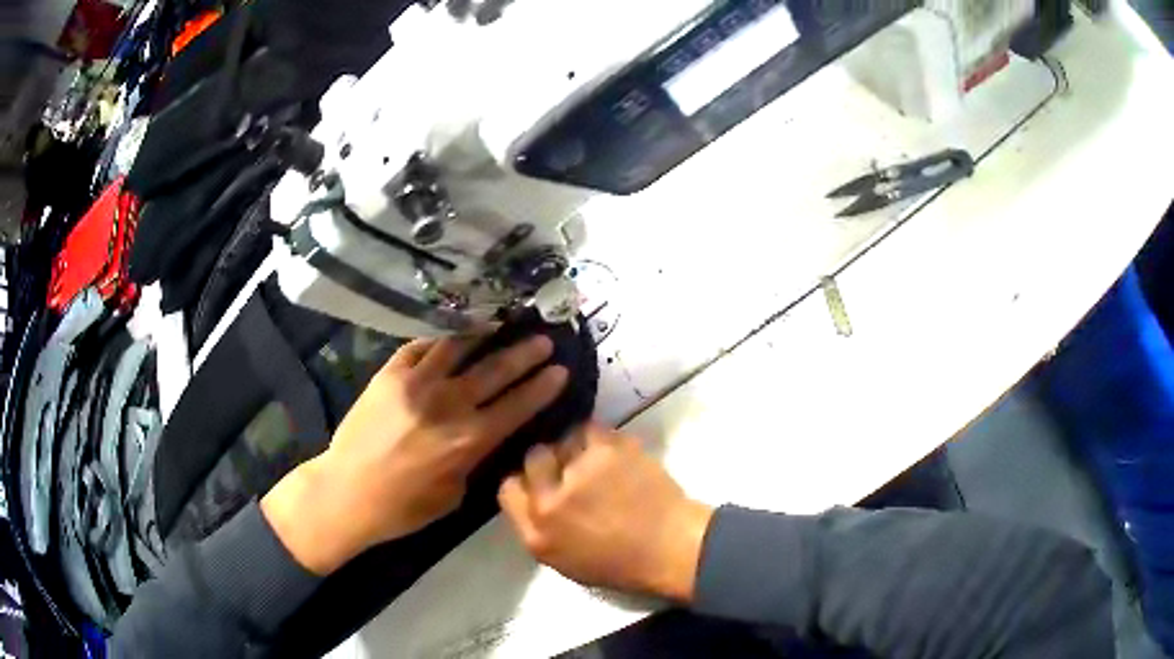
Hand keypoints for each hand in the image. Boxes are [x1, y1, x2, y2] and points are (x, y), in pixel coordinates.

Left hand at [262, 334, 568, 574]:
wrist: (348, 492)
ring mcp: (417, 383)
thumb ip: (474, 458)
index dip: (543, 386)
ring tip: (502, 322)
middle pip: (496, 370)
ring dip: (486, 333)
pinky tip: (453, 333)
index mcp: (469, 440)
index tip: (560, 369)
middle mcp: (449, 404)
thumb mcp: (455, 494)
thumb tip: (486, 433)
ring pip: (460, 347)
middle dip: (525, 353)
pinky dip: (441, 339)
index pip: (517, 405)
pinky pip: (422, 346)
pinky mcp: (390, 373)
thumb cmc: (404, 507)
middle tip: (543, 339)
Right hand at [499, 424, 713, 601]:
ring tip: (599, 462)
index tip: (542, 482)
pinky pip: (591, 429)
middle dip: (550, 461)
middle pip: (533, 457)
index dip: (524, 482)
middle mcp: (550, 501)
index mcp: (536, 534)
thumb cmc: (621, 564)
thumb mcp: (564, 562)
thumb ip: (539, 528)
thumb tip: (531, 495)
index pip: (508, 489)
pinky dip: (601, 439)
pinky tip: (615, 455)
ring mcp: (579, 472)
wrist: (673, 548)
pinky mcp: (608, 450)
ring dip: (577, 448)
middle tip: (572, 469)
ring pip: (564, 439)